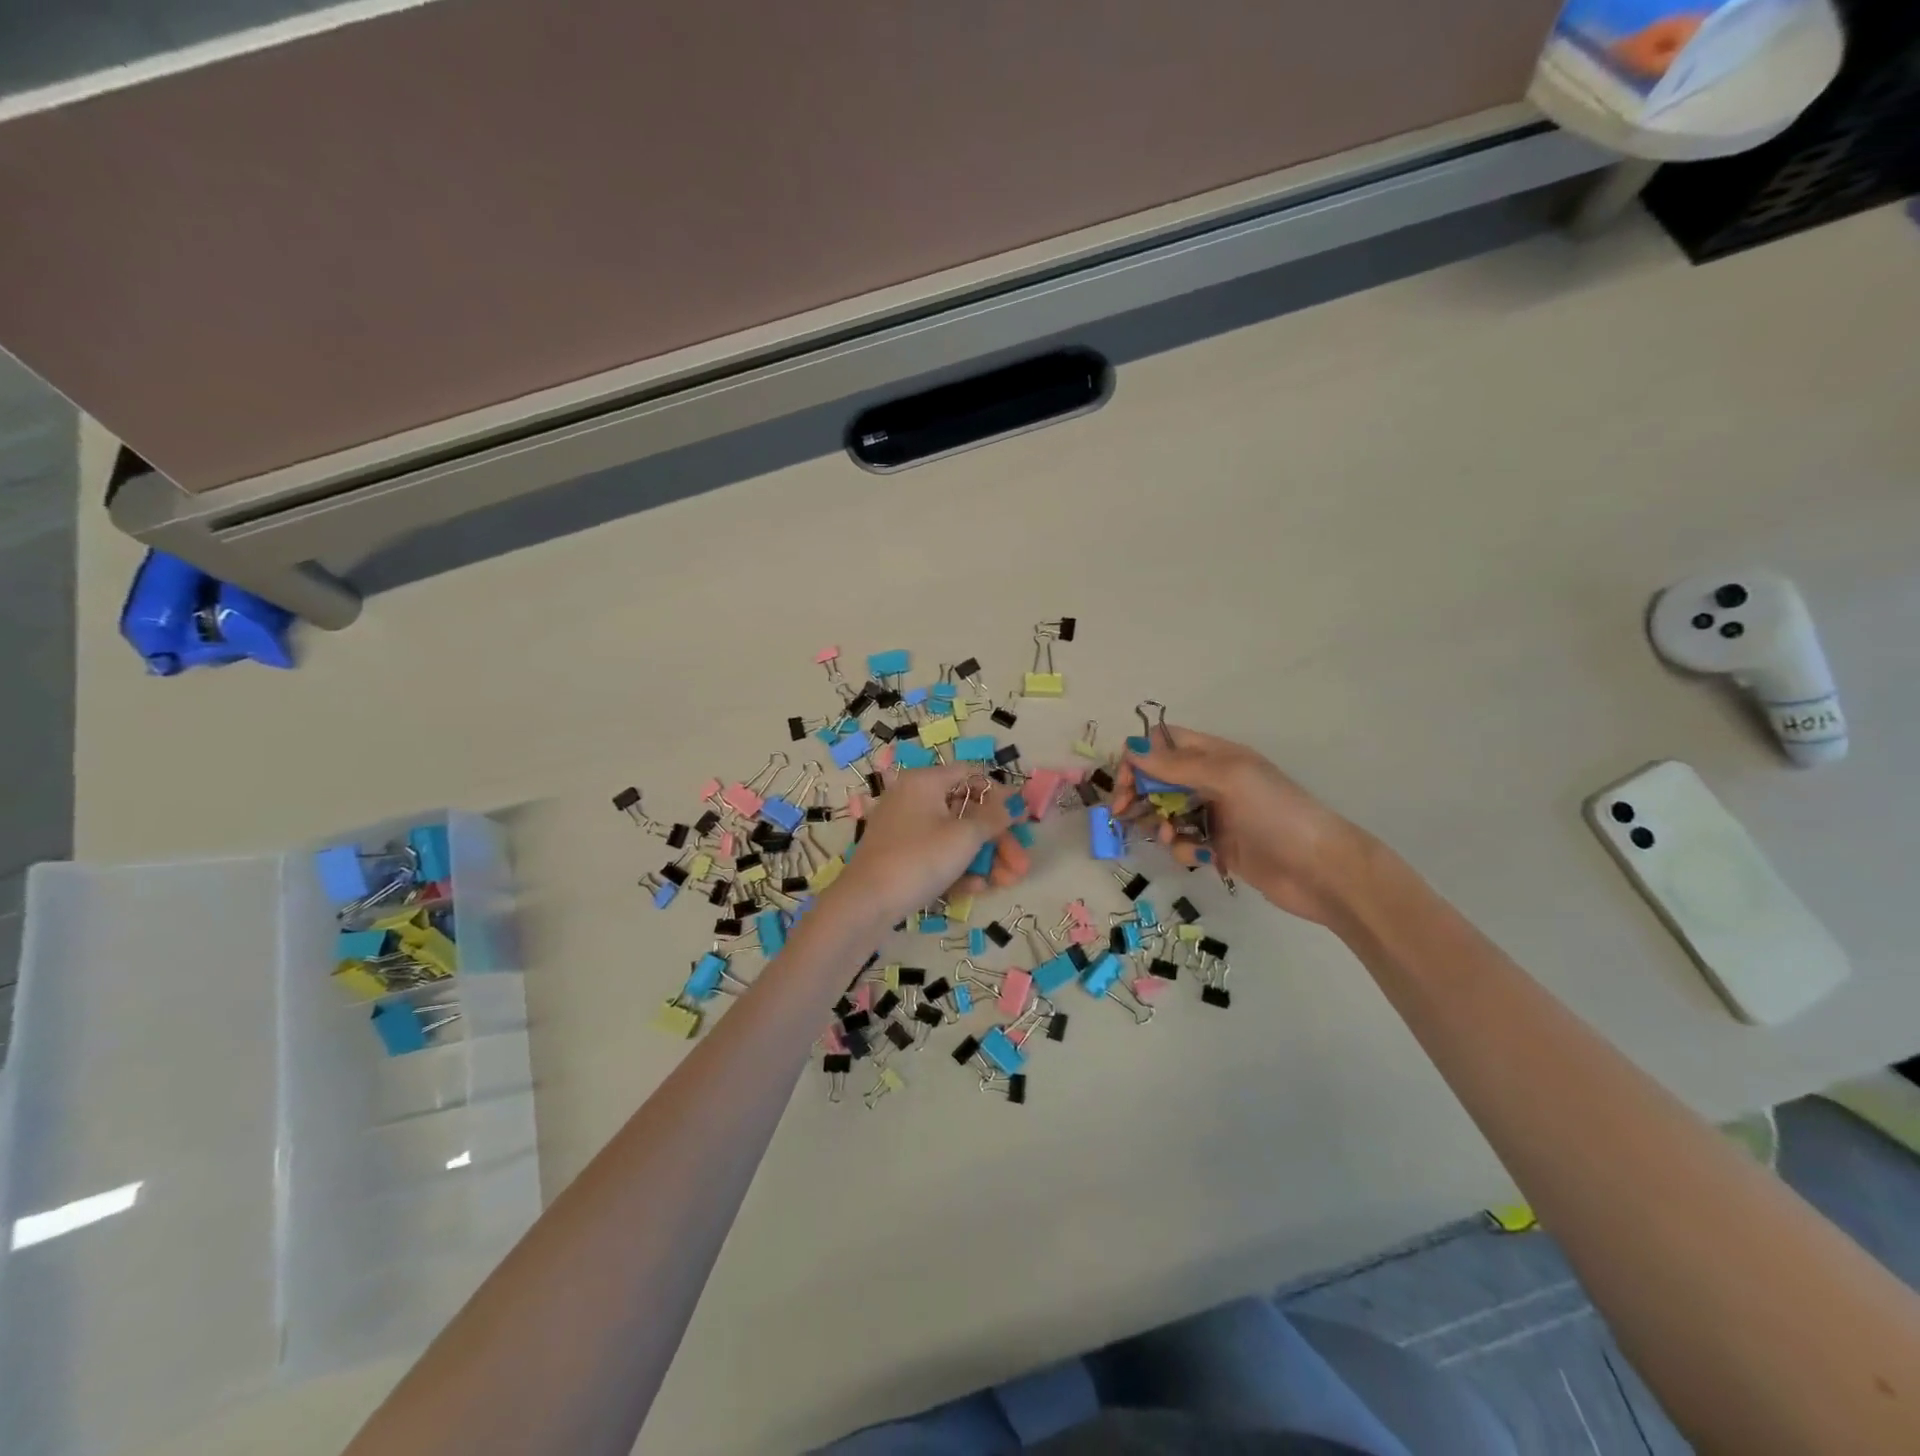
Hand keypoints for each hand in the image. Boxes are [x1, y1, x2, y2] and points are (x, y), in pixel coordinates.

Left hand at [827, 764, 1021, 927]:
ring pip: (953, 836)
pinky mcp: (899, 854)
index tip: (1022, 820)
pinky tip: (975, 889)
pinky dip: (957, 867)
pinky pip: (936, 853)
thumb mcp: (964, 837)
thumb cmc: (919, 859)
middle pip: (966, 811)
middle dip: (998, 839)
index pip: (972, 775)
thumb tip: (1016, 803)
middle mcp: (912, 797)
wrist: (865, 904)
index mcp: (925, 781)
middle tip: (1020, 864)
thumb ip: (994, 818)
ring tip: (1006, 883)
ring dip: (983, 858)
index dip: (1001, 796)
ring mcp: (903, 827)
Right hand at [1111, 727, 1370, 926]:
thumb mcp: (1227, 778)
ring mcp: (1216, 814)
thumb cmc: (1276, 813)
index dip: (1140, 756)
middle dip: (1138, 792)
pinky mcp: (1219, 847)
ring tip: (1169, 836)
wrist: (1321, 870)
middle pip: (1159, 777)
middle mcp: (1212, 780)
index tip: (1125, 780)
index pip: (1165, 742)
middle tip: (1121, 811)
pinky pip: (1185, 841)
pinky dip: (1182, 847)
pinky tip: (1196, 856)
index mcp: (1216, 755)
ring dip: (1158, 822)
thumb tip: (1131, 748)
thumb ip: (1177, 765)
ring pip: (1167, 811)